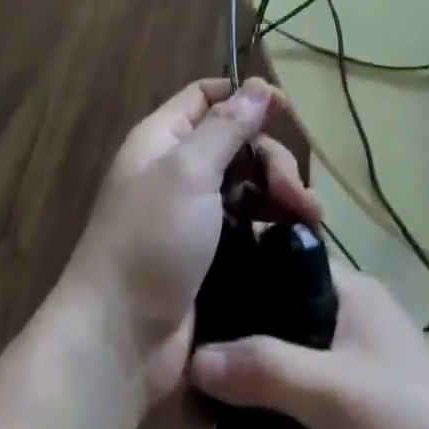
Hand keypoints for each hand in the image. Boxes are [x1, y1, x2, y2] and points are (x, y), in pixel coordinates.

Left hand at [57, 78, 316, 402]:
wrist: (119, 344)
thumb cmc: (151, 241)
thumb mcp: (189, 172)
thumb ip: (227, 126)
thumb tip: (256, 85)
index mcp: (163, 139)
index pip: (205, 96)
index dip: (243, 96)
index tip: (284, 109)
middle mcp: (178, 170)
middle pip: (235, 142)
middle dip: (271, 157)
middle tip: (293, 190)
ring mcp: (194, 216)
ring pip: (247, 184)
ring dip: (281, 192)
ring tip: (309, 217)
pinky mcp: (210, 256)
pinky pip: (248, 224)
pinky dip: (273, 224)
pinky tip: (297, 236)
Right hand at [190, 264, 428, 428]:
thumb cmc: (410, 428)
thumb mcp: (332, 395)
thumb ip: (266, 369)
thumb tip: (192, 355)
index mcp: (349, 290)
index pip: (282, 260)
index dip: (240, 273)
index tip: (191, 296)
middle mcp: (350, 316)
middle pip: (281, 312)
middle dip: (239, 336)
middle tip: (189, 360)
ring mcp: (356, 364)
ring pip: (289, 357)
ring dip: (254, 377)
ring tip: (202, 400)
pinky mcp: (359, 410)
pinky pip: (302, 394)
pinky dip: (274, 406)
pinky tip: (240, 428)